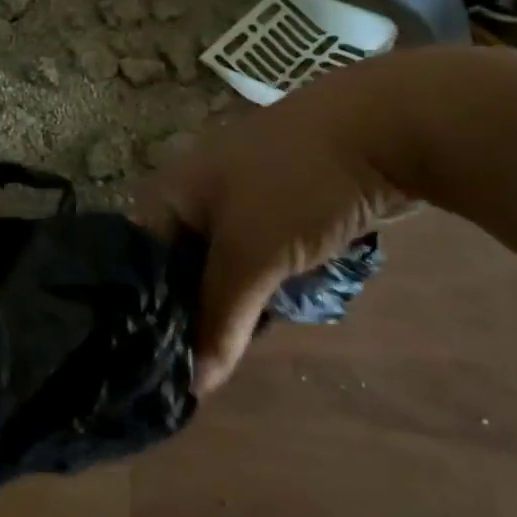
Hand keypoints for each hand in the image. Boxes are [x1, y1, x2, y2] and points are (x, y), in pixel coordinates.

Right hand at [137, 70, 419, 393]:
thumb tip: (195, 387)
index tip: (151, 364)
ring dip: (227, 302)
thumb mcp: (250, 256)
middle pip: (176, 268)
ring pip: (218, 265)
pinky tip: (265, 317)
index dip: (139, 313)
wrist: (382, 129)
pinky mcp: (278, 208)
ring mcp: (238, 198)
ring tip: (230, 350)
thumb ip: (219, 321)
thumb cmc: (295, 186)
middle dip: (189, 314)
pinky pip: (253, 257)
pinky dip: (257, 285)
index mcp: (169, 193)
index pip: (134, 263)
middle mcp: (193, 195)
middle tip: (195, 367)